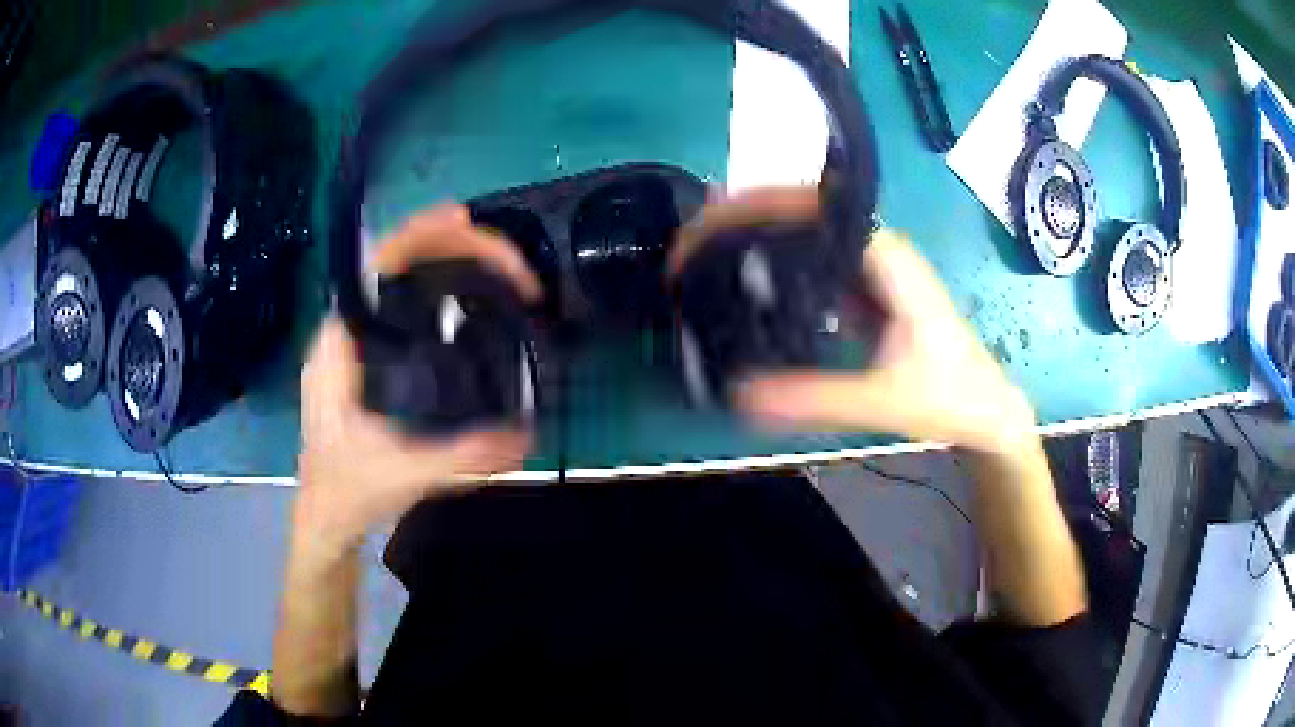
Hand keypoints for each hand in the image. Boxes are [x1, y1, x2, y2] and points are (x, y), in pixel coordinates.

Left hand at [295, 205, 533, 553]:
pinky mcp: (366, 359)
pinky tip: (467, 300)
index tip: (465, 221)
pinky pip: (402, 306)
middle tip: (506, 258)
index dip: (420, 233)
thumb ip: (461, 457)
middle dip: (449, 246)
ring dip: (444, 263)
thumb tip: (525, 436)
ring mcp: (355, 344)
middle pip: (394, 263)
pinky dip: (437, 290)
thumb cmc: (348, 491)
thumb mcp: (404, 474)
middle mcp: (346, 332)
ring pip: (398, 282)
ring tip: (496, 266)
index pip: (377, 265)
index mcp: (342, 343)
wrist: (325, 516)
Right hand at [676, 188, 1035, 455]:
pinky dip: (775, 270)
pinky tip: (745, 287)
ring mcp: (870, 270)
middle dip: (743, 221)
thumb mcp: (884, 400)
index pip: (813, 209)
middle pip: (801, 215)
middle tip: (692, 247)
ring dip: (756, 242)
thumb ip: (818, 398)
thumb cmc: (951, 396)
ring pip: (804, 240)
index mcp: (886, 257)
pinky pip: (812, 268)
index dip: (757, 207)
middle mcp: (876, 251)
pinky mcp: (865, 293)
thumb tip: (741, 395)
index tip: (709, 224)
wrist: (985, 409)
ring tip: (706, 260)